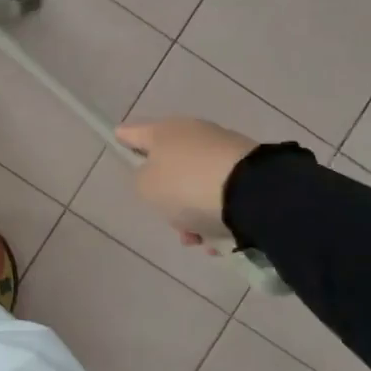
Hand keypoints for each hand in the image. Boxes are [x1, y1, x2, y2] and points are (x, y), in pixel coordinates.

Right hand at [114, 118, 257, 247]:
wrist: (252, 192)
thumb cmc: (186, 185)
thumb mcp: (147, 187)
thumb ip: (142, 180)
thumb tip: (155, 176)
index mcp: (164, 131)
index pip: (134, 132)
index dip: (124, 138)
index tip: (117, 138)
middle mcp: (194, 133)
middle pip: (169, 164)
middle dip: (167, 195)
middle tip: (169, 219)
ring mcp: (223, 149)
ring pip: (196, 184)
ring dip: (193, 212)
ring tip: (197, 239)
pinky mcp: (249, 169)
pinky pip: (222, 195)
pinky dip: (217, 216)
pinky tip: (218, 239)